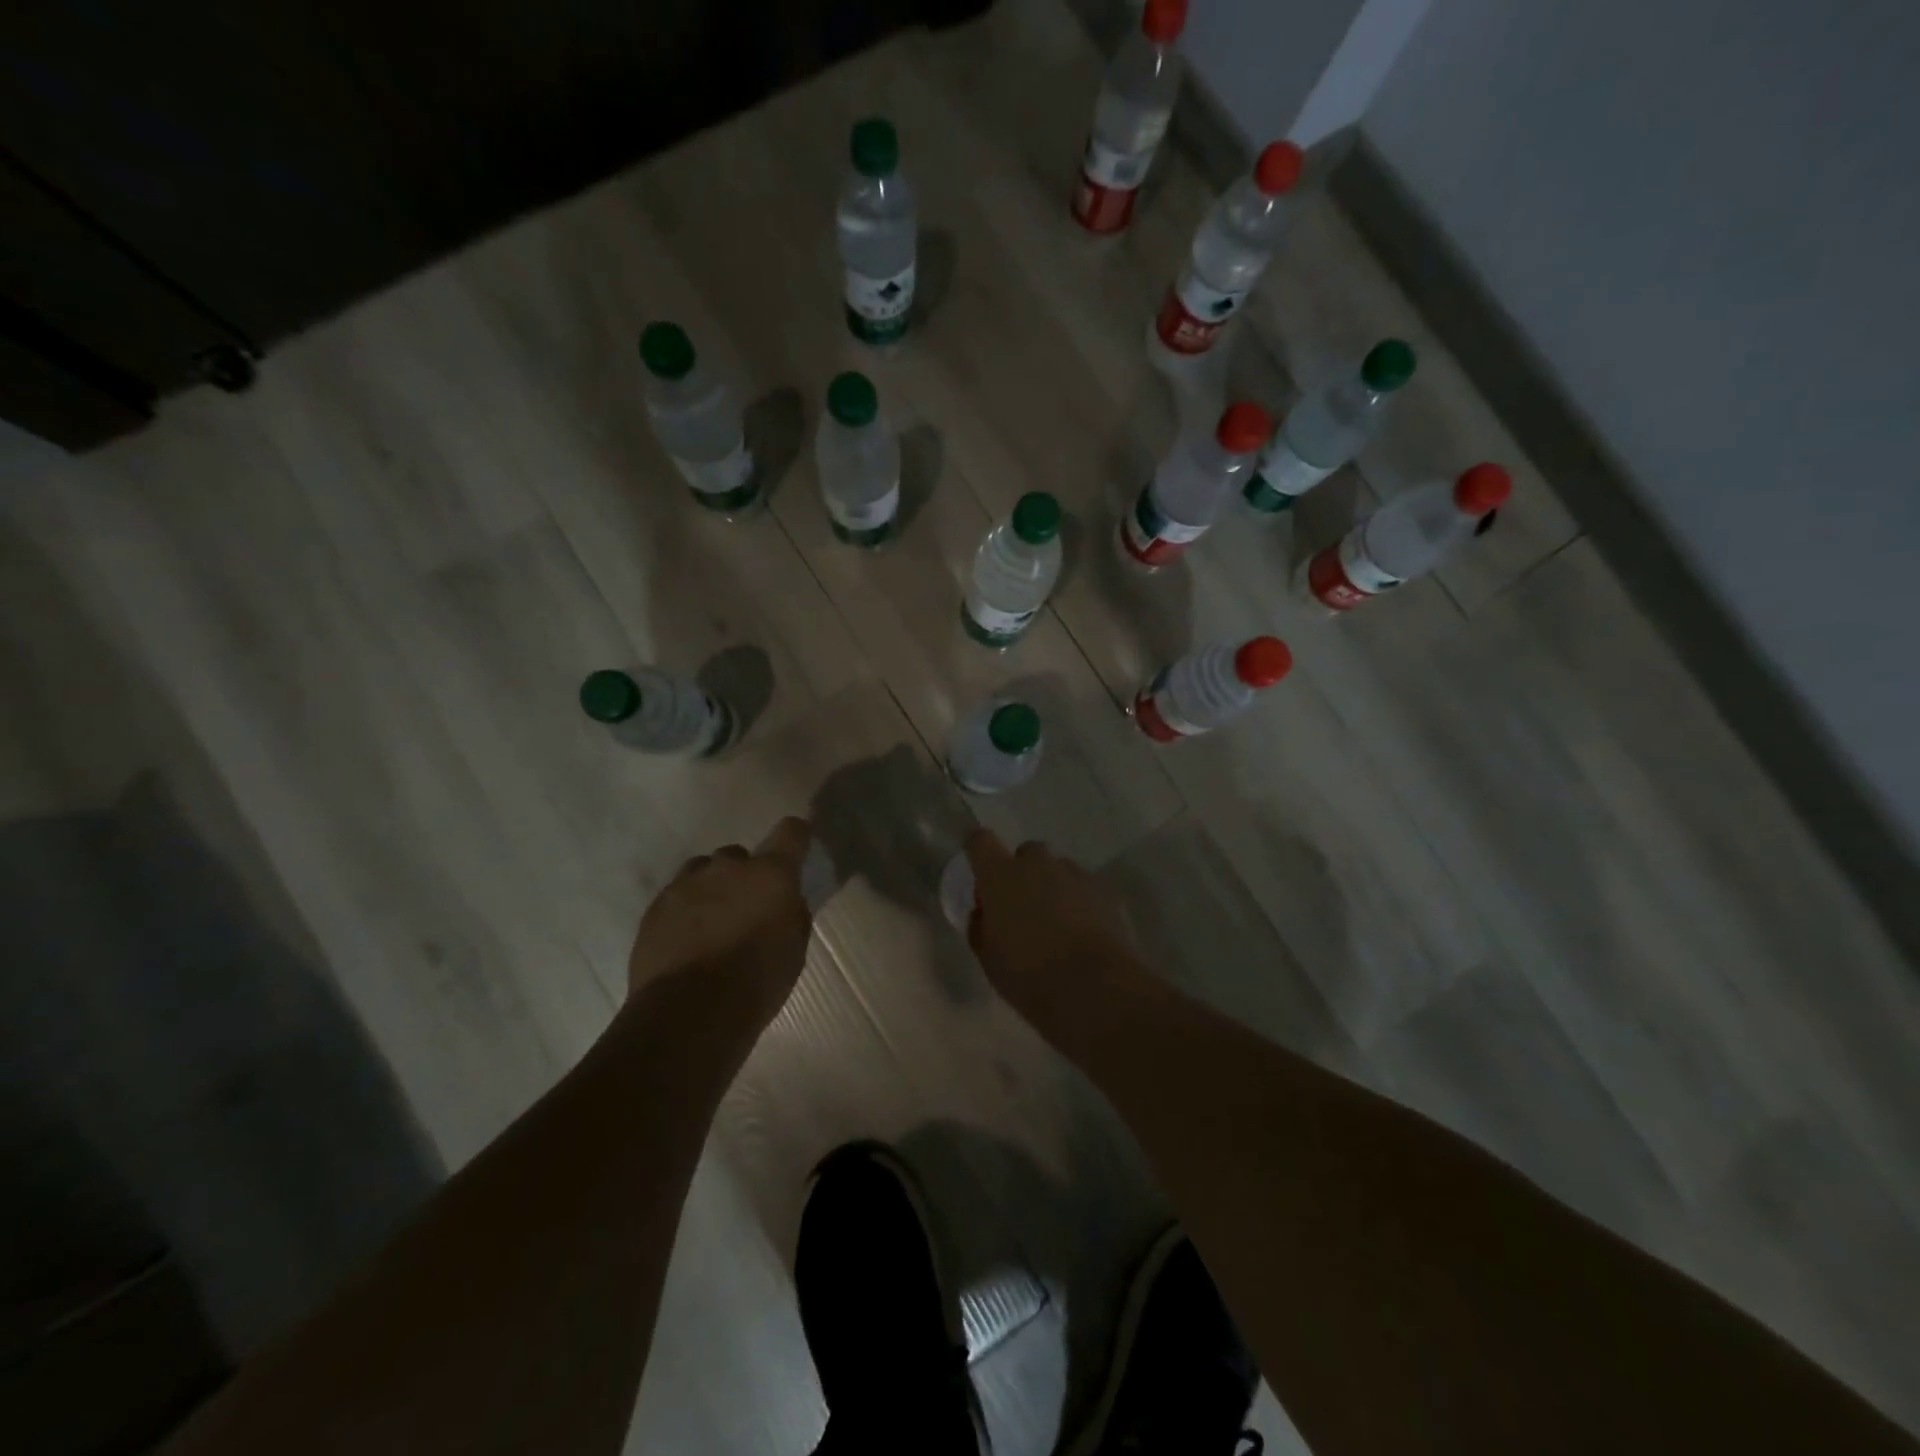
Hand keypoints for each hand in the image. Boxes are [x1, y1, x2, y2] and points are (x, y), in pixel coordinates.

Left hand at [628, 817, 814, 1027]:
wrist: (689, 1012)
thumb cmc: (756, 981)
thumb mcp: (794, 948)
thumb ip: (790, 913)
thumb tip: (783, 901)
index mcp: (771, 873)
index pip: (790, 831)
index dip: (796, 836)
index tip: (796, 848)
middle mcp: (728, 867)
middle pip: (739, 855)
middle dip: (745, 875)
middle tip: (747, 909)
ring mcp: (687, 883)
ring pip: (703, 871)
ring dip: (712, 889)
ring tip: (712, 923)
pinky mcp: (656, 906)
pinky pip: (676, 896)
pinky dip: (685, 911)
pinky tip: (686, 942)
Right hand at [964, 829, 1139, 1018]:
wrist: (1092, 985)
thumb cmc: (1028, 973)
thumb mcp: (988, 958)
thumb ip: (981, 927)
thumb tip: (985, 913)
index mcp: (1000, 875)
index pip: (981, 841)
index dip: (978, 850)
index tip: (979, 870)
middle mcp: (1037, 864)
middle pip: (1027, 853)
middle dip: (1022, 872)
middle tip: (1021, 906)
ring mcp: (1073, 874)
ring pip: (1058, 869)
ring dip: (1052, 885)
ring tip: (1055, 921)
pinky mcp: (1103, 890)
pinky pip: (1083, 887)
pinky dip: (1079, 901)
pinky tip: (1081, 930)